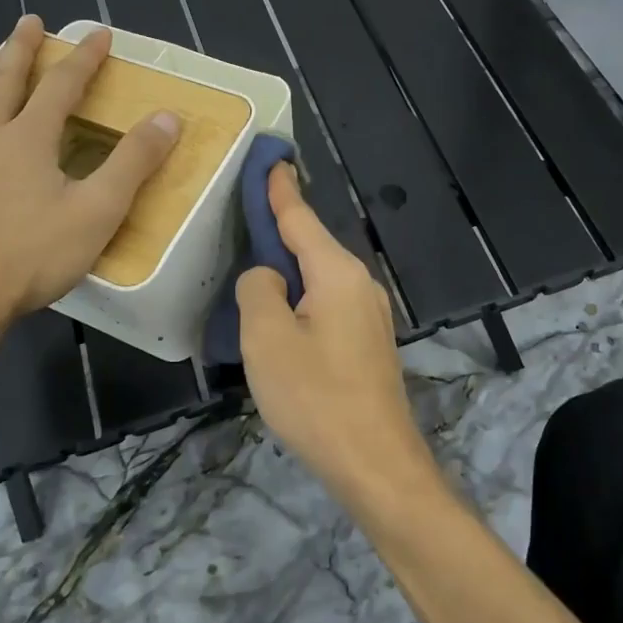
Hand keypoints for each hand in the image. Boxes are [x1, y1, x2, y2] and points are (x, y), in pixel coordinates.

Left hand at [0, 15, 178, 328]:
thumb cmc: (34, 257)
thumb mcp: (99, 211)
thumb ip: (133, 162)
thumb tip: (168, 117)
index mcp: (28, 139)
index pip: (62, 85)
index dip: (84, 57)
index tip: (98, 33)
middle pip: (2, 81)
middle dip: (19, 48)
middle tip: (29, 23)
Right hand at [236, 166, 438, 506]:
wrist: (375, 463)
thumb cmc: (315, 396)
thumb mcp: (267, 338)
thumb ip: (259, 290)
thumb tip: (268, 277)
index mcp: (337, 273)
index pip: (301, 218)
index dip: (280, 189)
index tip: (271, 159)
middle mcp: (360, 285)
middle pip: (312, 246)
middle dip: (281, 229)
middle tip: (247, 213)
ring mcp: (369, 316)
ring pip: (319, 279)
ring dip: (290, 269)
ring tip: (256, 265)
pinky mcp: (368, 344)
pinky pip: (327, 305)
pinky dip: (301, 298)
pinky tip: (282, 315)